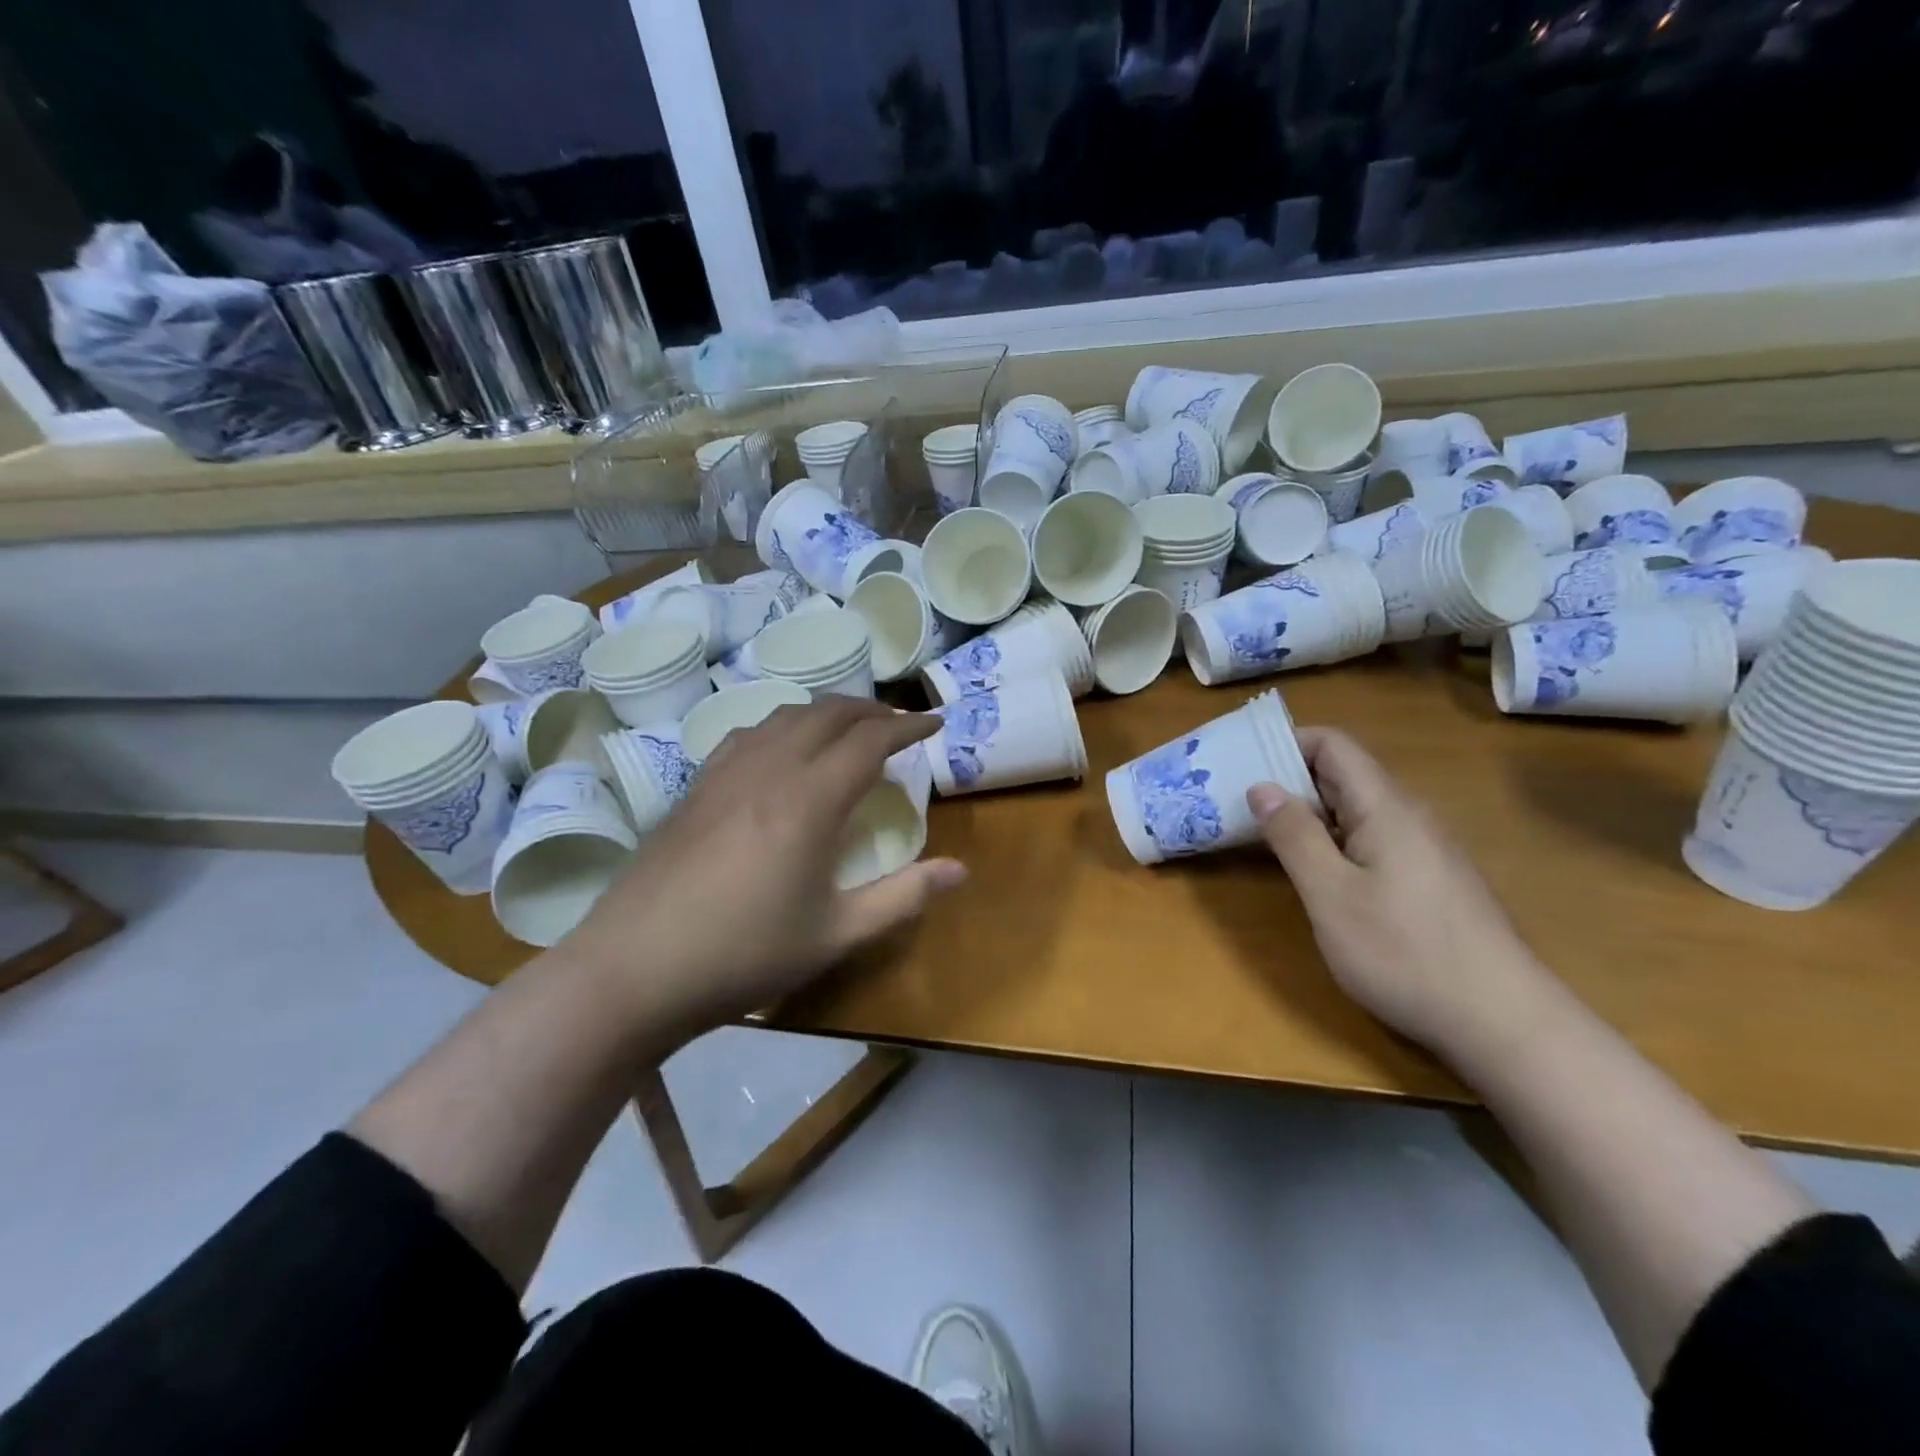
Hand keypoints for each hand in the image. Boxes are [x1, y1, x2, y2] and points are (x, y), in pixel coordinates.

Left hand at [562, 699, 964, 1041]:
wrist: (633, 971)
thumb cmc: (744, 955)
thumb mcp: (835, 935)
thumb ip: (902, 898)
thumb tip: (961, 871)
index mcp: (809, 800)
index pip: (869, 740)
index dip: (907, 726)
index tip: (935, 723)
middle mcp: (769, 770)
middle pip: (827, 714)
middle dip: (870, 710)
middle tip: (897, 724)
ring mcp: (725, 774)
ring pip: (784, 716)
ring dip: (825, 713)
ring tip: (846, 730)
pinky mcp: (694, 788)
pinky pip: (748, 735)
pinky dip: (781, 727)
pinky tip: (780, 752)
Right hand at [1248, 727, 1547, 1055]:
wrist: (1504, 1023)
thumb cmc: (1405, 953)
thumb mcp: (1331, 895)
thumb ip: (1294, 836)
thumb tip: (1262, 787)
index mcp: (1385, 808)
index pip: (1333, 745)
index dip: (1287, 742)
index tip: (1242, 762)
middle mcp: (1409, 817)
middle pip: (1343, 775)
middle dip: (1289, 779)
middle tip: (1238, 801)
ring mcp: (1425, 850)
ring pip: (1356, 811)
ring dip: (1309, 814)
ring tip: (1264, 834)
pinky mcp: (1430, 881)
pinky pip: (1372, 839)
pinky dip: (1334, 841)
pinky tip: (1315, 873)